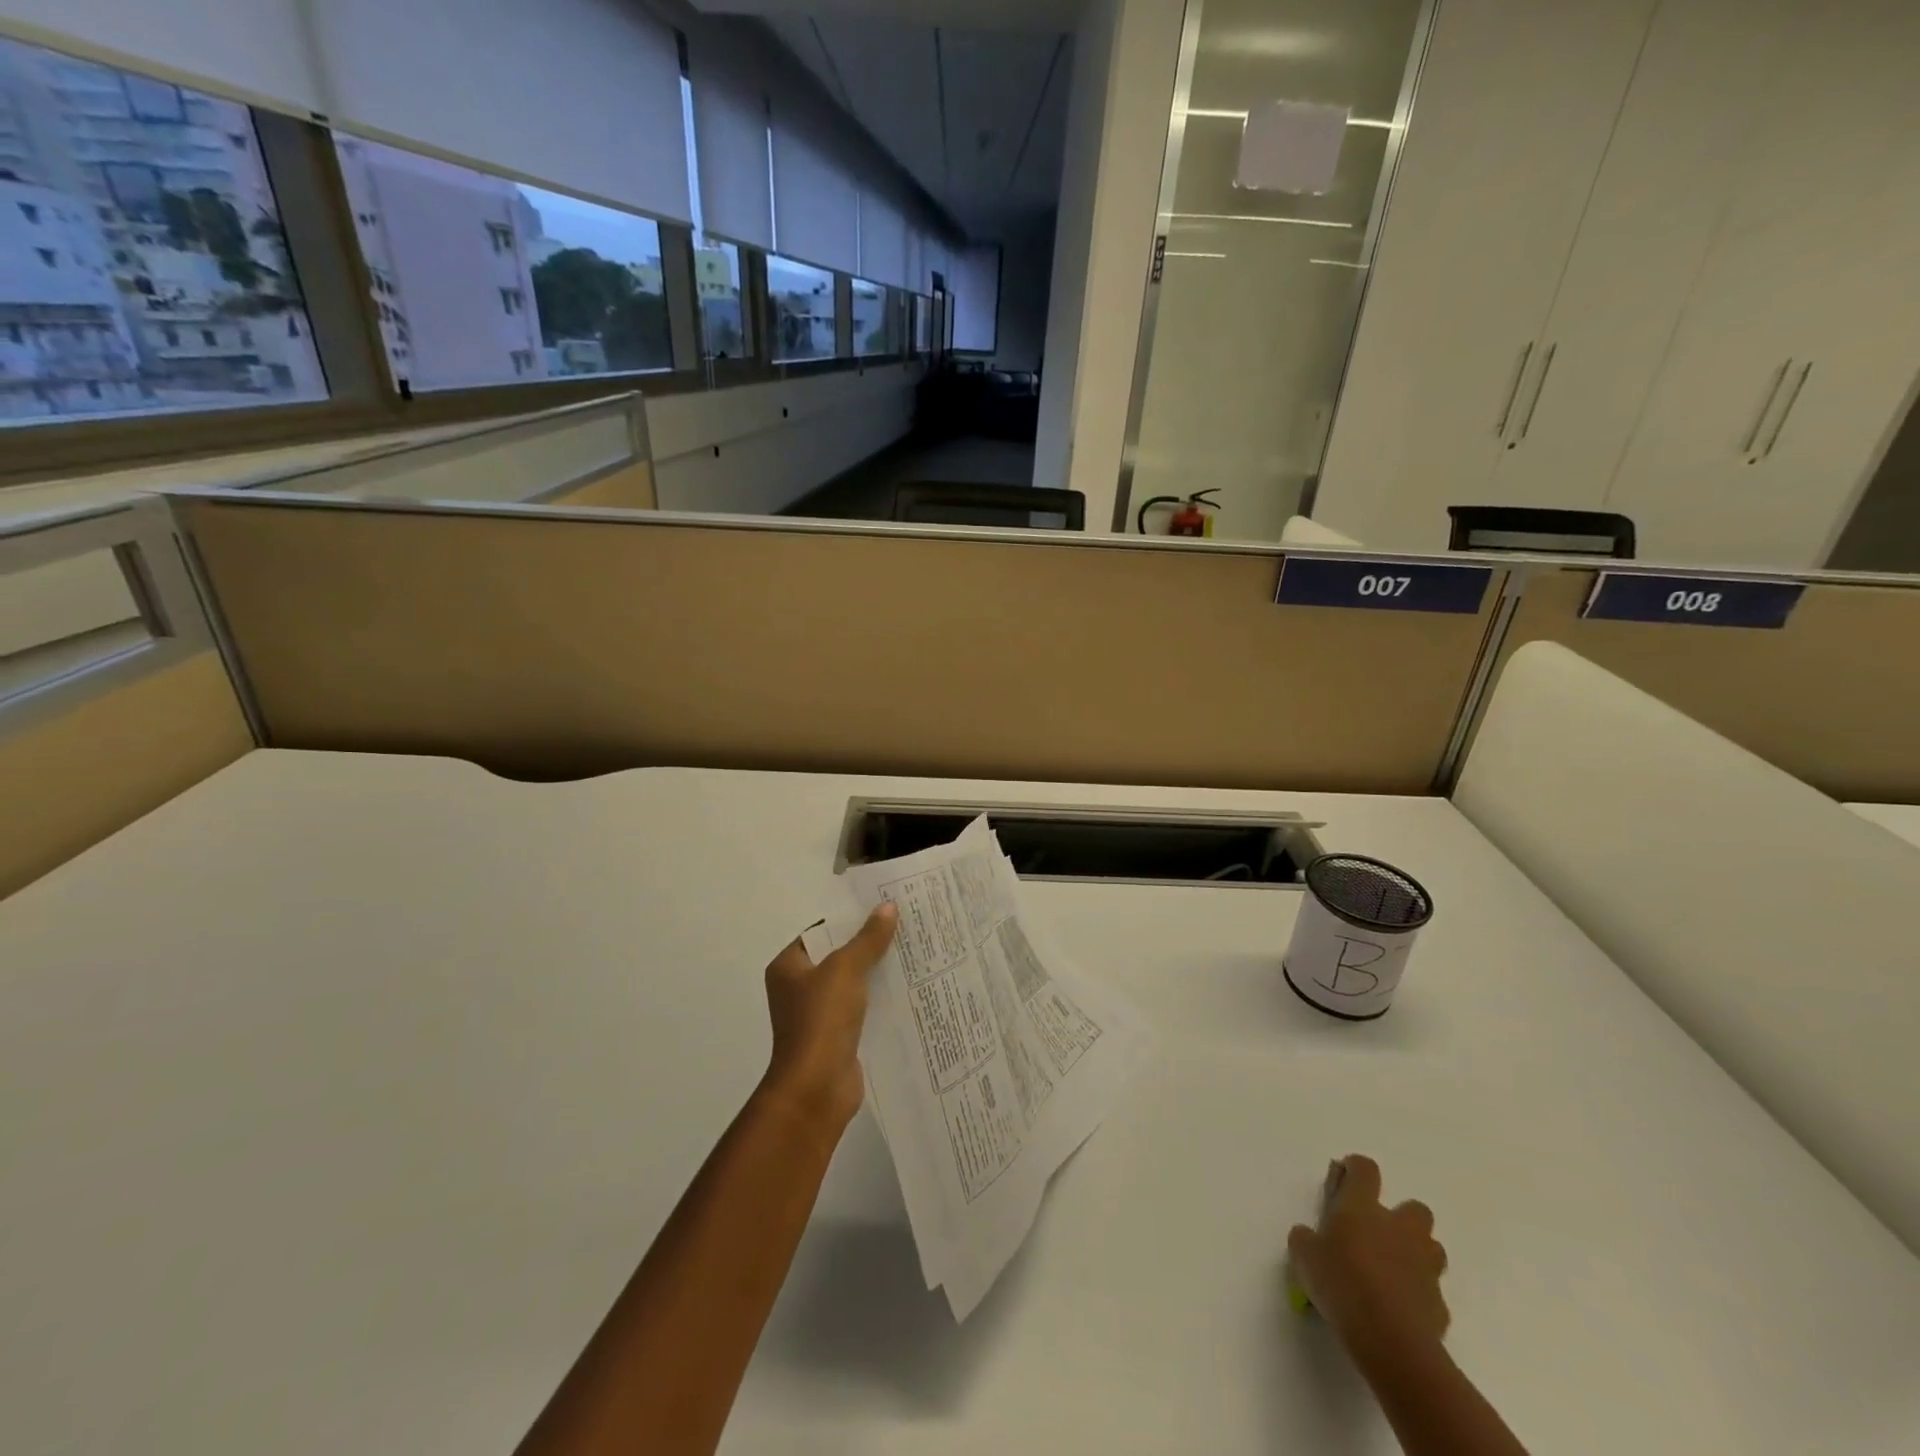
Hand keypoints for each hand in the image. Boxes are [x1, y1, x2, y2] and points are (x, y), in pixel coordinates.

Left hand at [760, 905, 897, 1134]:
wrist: (817, 1089)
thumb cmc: (821, 1021)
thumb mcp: (846, 970)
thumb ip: (868, 939)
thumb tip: (887, 907)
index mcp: (788, 967)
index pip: (821, 932)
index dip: (849, 918)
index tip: (881, 906)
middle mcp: (799, 988)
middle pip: (838, 956)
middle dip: (868, 943)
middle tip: (903, 923)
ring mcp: (818, 1015)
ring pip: (853, 983)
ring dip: (877, 971)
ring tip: (913, 949)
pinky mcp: (838, 1036)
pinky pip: (863, 1007)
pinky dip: (880, 998)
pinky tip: (909, 986)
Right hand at [1288, 1155, 1449, 1365]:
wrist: (1390, 1340)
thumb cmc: (1341, 1284)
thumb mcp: (1303, 1256)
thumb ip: (1305, 1239)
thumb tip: (1308, 1236)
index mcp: (1362, 1207)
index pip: (1365, 1169)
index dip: (1355, 1169)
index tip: (1344, 1180)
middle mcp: (1398, 1228)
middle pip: (1414, 1207)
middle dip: (1400, 1217)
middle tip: (1376, 1235)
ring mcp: (1424, 1266)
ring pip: (1431, 1247)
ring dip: (1415, 1253)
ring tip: (1391, 1271)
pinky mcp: (1439, 1304)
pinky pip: (1430, 1290)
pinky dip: (1418, 1294)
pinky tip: (1399, 1309)